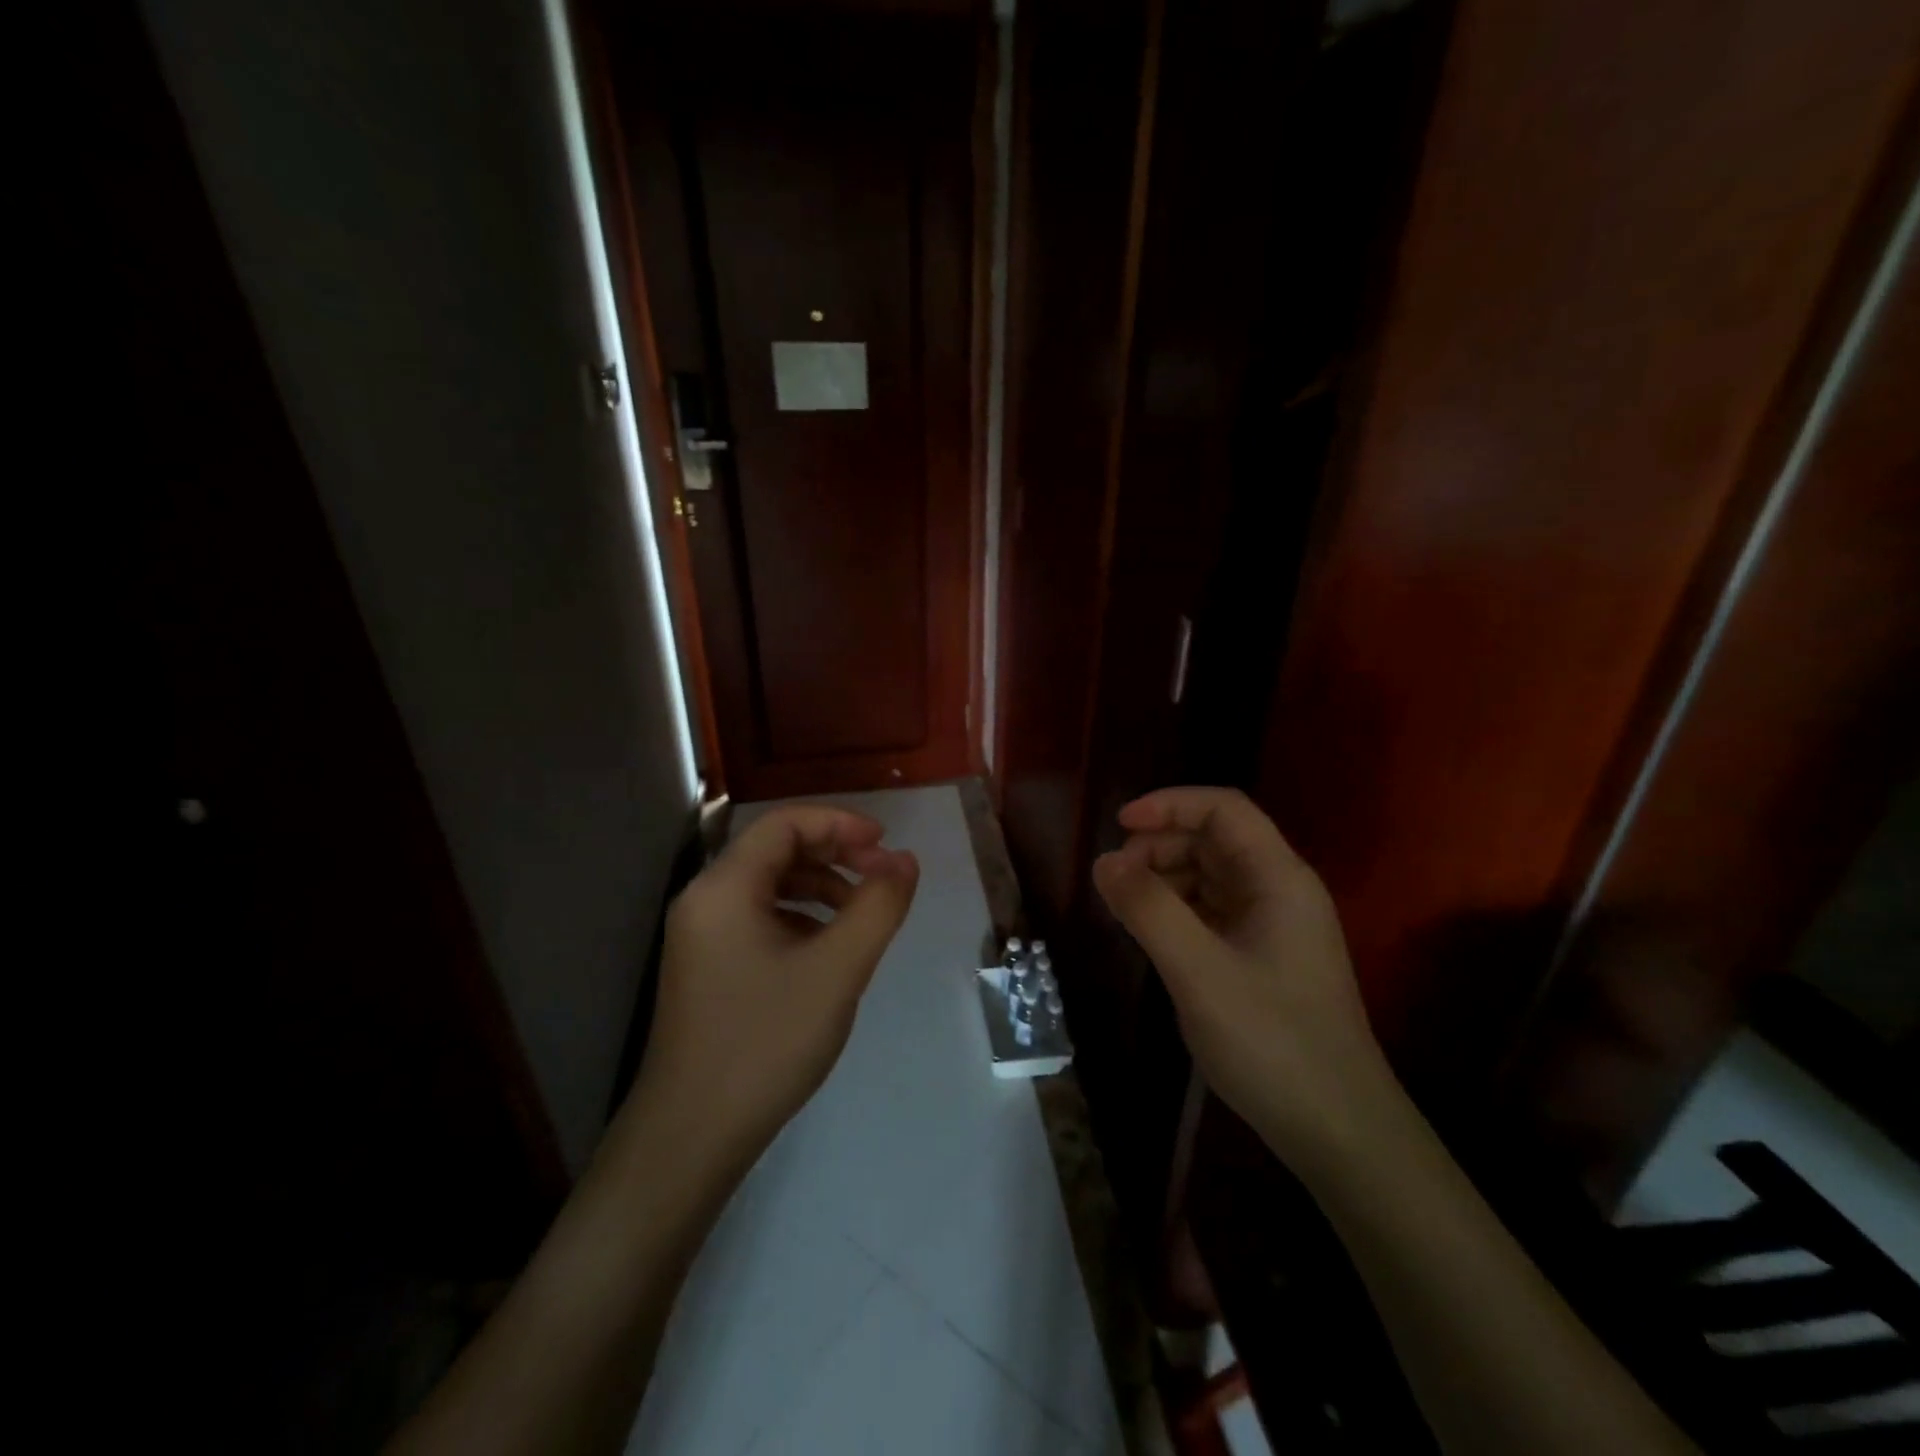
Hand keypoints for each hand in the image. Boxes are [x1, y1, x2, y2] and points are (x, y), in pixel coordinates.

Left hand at [636, 806, 918, 1173]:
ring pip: (768, 885)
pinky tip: (826, 947)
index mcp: (724, 888)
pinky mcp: (706, 966)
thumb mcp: (837, 970)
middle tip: (881, 875)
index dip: (839, 824)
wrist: (691, 1136)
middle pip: (775, 850)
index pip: (784, 824)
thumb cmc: (766, 1043)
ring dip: (819, 885)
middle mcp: (704, 900)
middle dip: (833, 853)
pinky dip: (799, 916)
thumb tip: (905, 860)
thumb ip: (877, 906)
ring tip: (860, 914)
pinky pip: (757, 918)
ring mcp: (700, 936)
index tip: (885, 844)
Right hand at [1092, 787, 1397, 1170]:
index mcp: (1279, 878)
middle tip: (1116, 876)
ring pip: (1211, 876)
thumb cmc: (1272, 1042)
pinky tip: (1153, 934)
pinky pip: (1213, 912)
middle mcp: (1280, 892)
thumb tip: (1104, 861)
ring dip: (1166, 877)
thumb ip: (1149, 910)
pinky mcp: (1262, 958)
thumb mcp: (1199, 972)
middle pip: (1215, 839)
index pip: (1224, 809)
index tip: (1119, 825)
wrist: (1339, 1132)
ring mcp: (1273, 927)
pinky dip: (1178, 910)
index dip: (1170, 804)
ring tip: (1127, 906)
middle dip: (1161, 844)